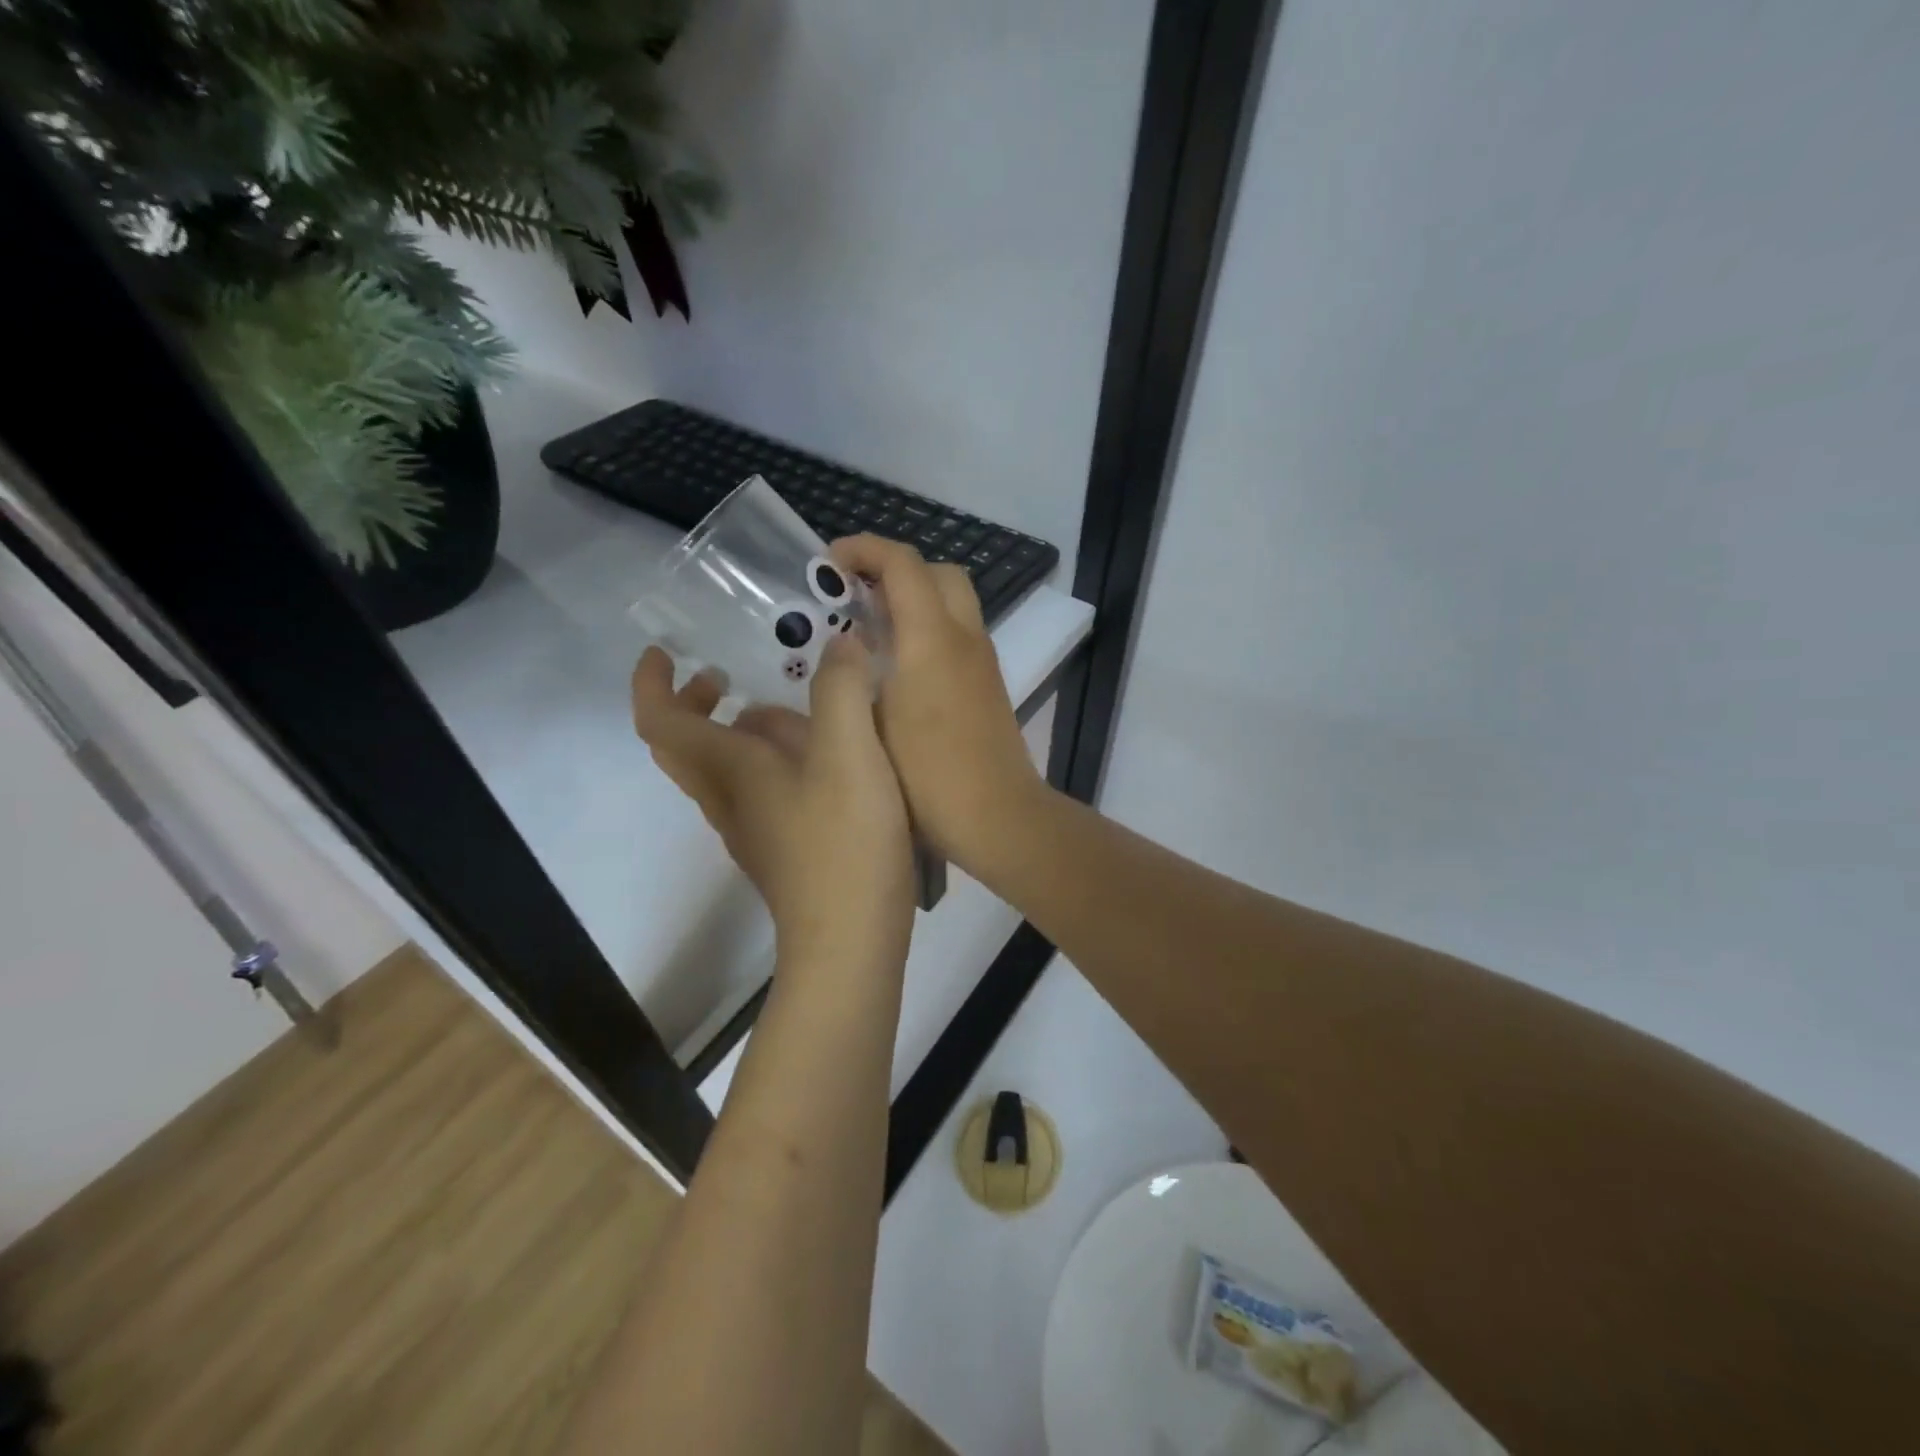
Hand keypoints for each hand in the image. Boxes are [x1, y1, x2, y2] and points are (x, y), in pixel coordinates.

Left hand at [631, 639, 914, 964]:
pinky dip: (769, 761)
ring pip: (722, 771)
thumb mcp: (851, 753)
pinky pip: (757, 792)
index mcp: (731, 770)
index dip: (651, 682)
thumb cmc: (843, 843)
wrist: (851, 942)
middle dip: (692, 703)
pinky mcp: (781, 851)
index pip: (661, 721)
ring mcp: (753, 830)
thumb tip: (840, 643)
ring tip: (788, 710)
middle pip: (684, 747)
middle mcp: (730, 799)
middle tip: (723, 675)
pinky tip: (821, 760)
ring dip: (735, 732)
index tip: (664, 651)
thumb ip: (842, 690)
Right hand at [830, 535, 1049, 874]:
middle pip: (937, 572)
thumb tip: (846, 646)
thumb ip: (855, 676)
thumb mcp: (872, 725)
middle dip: (894, 569)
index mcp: (932, 640)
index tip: (828, 563)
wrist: (997, 817)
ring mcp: (983, 661)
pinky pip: (959, 633)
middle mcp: (965, 638)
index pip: (903, 564)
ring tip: (870, 628)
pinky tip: (898, 665)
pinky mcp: (990, 684)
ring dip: (914, 598)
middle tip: (854, 594)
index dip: (863, 550)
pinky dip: (929, 627)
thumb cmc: (927, 778)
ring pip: (953, 601)